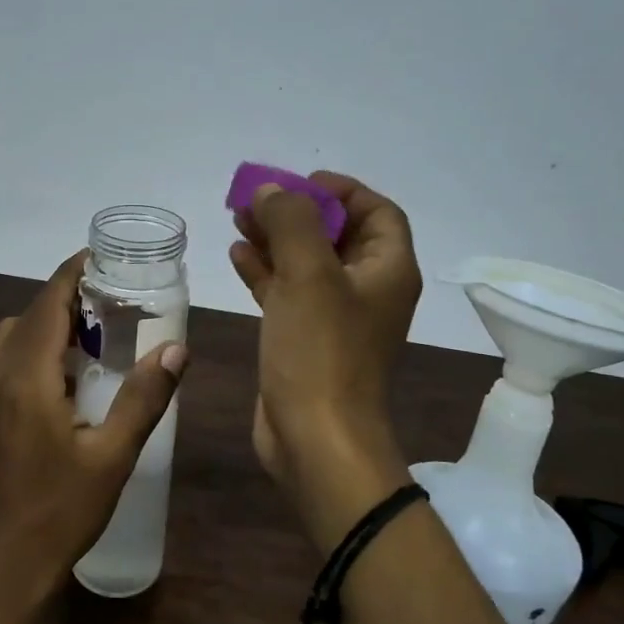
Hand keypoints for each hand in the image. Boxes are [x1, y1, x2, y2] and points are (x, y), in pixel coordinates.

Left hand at [0, 252, 188, 604]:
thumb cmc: (58, 514)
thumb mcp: (112, 457)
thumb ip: (144, 398)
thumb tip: (177, 349)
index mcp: (26, 376)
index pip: (49, 301)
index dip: (75, 272)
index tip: (107, 258)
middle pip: (31, 314)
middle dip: (69, 297)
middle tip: (116, 301)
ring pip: (15, 336)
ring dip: (50, 324)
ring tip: (96, 336)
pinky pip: (7, 361)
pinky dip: (36, 349)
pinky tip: (68, 378)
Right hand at [230, 173, 421, 545]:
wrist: (316, 439)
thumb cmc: (321, 352)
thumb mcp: (308, 275)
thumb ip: (291, 222)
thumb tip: (272, 191)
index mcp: (386, 270)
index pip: (376, 211)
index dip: (340, 190)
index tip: (297, 184)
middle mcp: (366, 290)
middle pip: (336, 235)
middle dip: (297, 213)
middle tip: (254, 199)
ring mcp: (335, 318)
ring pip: (307, 263)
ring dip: (276, 239)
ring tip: (237, 219)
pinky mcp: (305, 340)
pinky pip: (287, 294)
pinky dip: (265, 272)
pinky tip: (236, 255)